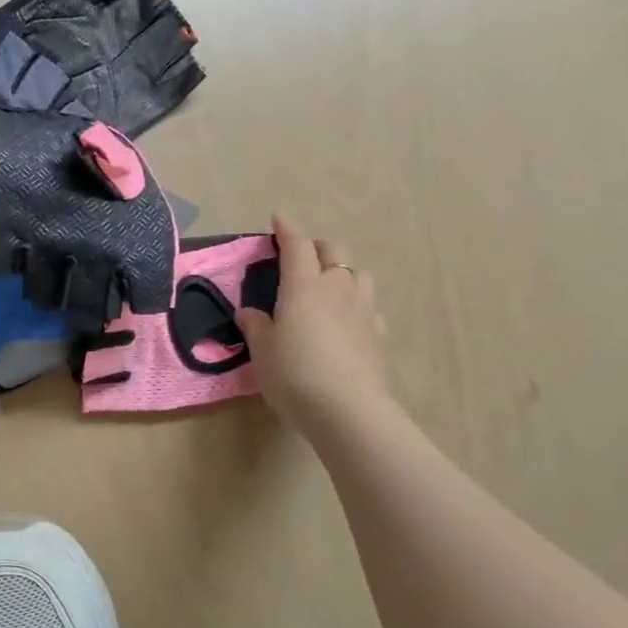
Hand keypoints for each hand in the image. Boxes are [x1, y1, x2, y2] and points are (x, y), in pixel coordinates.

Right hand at [237, 215, 390, 441]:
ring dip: (342, 270)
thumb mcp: (262, 351)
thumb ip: (256, 326)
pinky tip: (347, 319)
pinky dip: (355, 303)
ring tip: (328, 285)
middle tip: (300, 255)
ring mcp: (363, 309)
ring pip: (357, 273)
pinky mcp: (378, 333)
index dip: (287, 229)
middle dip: (316, 246)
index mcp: (304, 285)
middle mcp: (337, 287)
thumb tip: (249, 312)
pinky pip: (368, 305)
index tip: (278, 217)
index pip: (297, 245)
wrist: (348, 410)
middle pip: (332, 251)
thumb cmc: (294, 374)